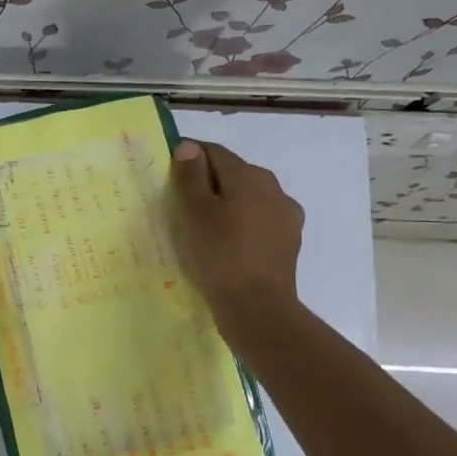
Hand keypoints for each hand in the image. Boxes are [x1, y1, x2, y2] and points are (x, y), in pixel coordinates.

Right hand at [169, 140, 303, 339]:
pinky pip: (258, 223)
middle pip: (233, 174)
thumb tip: (189, 147)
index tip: (168, 179)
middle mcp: (273, 188)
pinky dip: (241, 227)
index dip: (189, 159)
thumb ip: (191, 176)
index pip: (213, 152)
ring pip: (247, 199)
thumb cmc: (219, 255)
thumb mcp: (194, 212)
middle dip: (207, 184)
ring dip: (226, 206)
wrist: (257, 308)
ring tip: (203, 230)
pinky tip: (228, 246)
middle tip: (181, 208)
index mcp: (249, 175)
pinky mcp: (288, 242)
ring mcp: (285, 216)